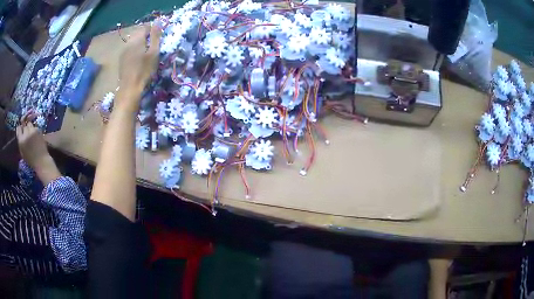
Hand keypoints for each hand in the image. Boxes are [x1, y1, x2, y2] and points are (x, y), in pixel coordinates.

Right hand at [16, 115, 60, 184]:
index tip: (21, 130)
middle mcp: (26, 134)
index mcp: (21, 141)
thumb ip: (20, 141)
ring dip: (29, 128)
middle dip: (25, 129)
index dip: (20, 129)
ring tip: (31, 134)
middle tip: (27, 134)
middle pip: (24, 126)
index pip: (18, 128)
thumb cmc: (30, 159)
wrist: (41, 160)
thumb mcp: (22, 152)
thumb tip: (20, 132)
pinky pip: (34, 127)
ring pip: (29, 124)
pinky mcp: (38, 129)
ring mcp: (32, 131)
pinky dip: (34, 130)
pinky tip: (35, 136)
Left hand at [117, 22, 161, 110]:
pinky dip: (135, 52)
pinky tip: (138, 61)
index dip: (153, 31)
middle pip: (138, 34)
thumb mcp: (154, 52)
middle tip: (153, 47)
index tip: (158, 39)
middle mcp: (128, 43)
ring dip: (140, 45)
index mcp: (137, 39)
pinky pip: (129, 50)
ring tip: (146, 54)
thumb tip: (158, 22)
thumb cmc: (144, 70)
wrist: (129, 89)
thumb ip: (155, 36)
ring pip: (133, 42)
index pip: (145, 28)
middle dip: (146, 38)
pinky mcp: (121, 60)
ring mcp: (123, 52)